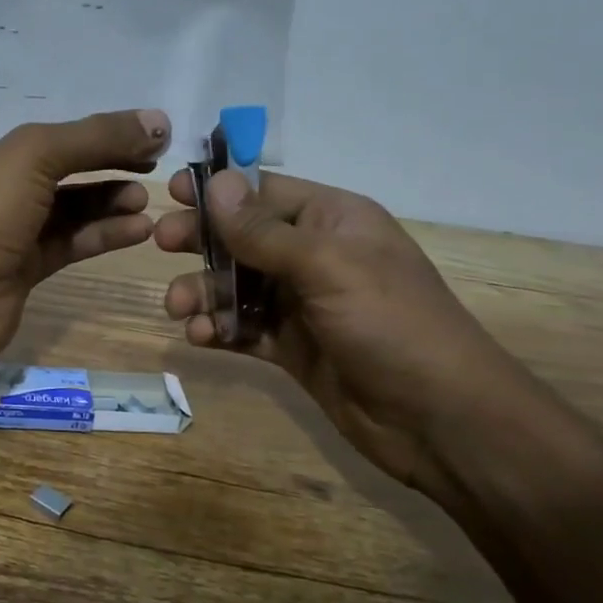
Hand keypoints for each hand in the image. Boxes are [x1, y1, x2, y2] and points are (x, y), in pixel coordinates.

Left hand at [0, 109, 171, 370]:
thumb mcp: (33, 156)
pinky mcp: (25, 267)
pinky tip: (139, 227)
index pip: (40, 121)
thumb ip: (95, 137)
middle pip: (60, 161)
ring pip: (69, 205)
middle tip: (153, 157)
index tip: (135, 120)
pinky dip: (104, 233)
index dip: (87, 119)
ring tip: (147, 194)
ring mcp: (8, 228)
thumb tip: (160, 123)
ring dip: (109, 198)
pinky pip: (71, 241)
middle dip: (105, 158)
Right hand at [154, 169, 541, 500]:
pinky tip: (200, 338)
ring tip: (179, 309)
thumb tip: (218, 182)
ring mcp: (303, 304)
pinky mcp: (293, 348)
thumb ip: (264, 230)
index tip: (174, 191)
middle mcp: (315, 256)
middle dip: (203, 240)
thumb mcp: (326, 267)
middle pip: (244, 236)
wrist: (440, 421)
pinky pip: (244, 328)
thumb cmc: (390, 324)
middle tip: (161, 244)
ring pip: (236, 285)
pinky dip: (219, 329)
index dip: (220, 188)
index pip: (266, 191)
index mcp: (333, 221)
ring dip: (203, 291)